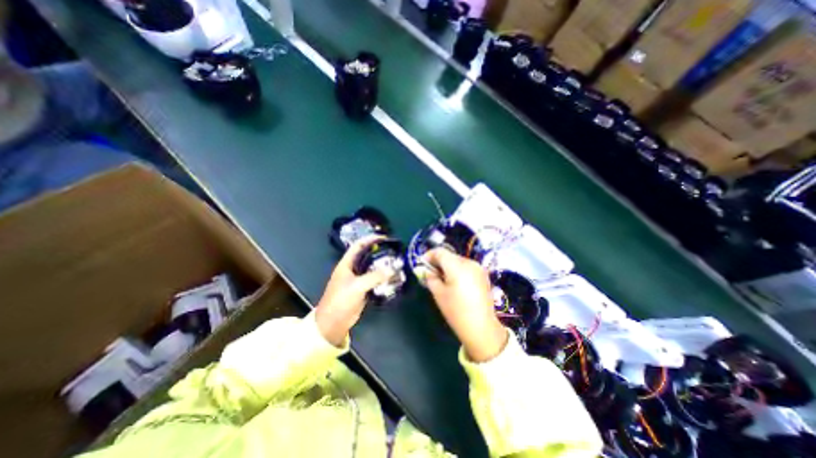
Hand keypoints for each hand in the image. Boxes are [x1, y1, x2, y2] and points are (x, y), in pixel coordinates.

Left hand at [316, 240, 390, 346]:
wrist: (333, 323)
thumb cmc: (340, 301)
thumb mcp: (357, 287)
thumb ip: (374, 277)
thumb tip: (392, 270)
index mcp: (347, 264)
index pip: (358, 245)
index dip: (370, 239)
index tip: (384, 238)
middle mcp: (352, 269)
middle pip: (367, 256)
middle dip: (379, 252)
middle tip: (394, 251)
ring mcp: (358, 280)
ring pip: (372, 268)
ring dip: (382, 266)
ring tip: (396, 263)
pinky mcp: (362, 289)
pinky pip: (374, 280)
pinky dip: (382, 278)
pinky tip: (392, 277)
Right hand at [425, 249, 507, 362]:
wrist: (482, 328)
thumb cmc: (456, 311)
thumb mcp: (438, 294)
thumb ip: (430, 278)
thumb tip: (426, 270)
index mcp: (457, 266)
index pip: (440, 252)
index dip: (429, 255)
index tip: (422, 264)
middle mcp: (469, 262)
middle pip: (450, 256)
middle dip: (439, 262)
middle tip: (431, 274)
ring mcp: (478, 268)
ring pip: (458, 261)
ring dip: (448, 266)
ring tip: (443, 280)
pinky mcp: (483, 275)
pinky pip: (466, 267)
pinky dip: (458, 271)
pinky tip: (455, 284)